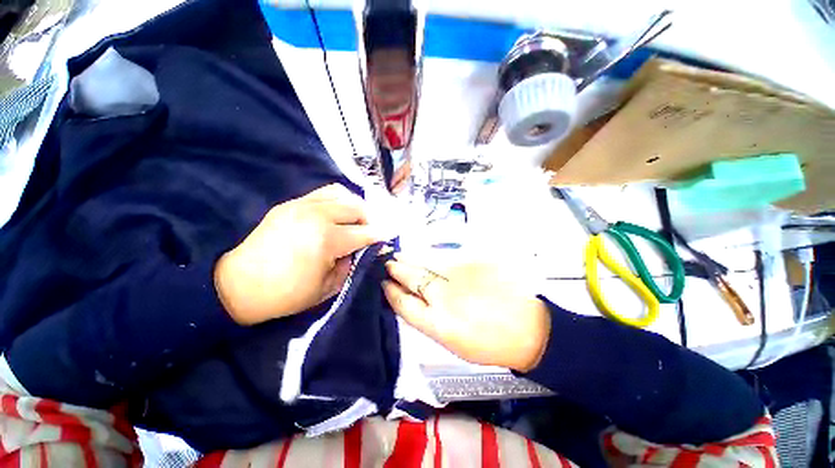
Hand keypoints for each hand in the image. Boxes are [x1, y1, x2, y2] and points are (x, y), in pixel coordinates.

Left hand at [215, 184, 381, 324]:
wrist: (238, 285)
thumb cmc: (286, 294)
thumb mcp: (329, 287)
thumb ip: (352, 264)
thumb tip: (364, 249)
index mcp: (327, 240)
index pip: (365, 233)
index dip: (381, 235)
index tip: (391, 235)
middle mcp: (317, 215)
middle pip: (357, 208)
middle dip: (370, 220)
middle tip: (369, 233)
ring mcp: (302, 205)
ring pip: (342, 194)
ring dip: (355, 207)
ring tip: (355, 221)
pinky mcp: (291, 203)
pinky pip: (323, 193)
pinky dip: (338, 200)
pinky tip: (337, 213)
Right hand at [383, 257, 550, 371]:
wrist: (528, 328)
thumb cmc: (488, 343)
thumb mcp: (451, 343)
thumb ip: (428, 321)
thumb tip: (411, 301)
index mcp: (438, 324)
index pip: (404, 304)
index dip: (391, 292)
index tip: (384, 284)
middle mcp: (445, 298)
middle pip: (413, 278)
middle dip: (397, 270)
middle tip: (388, 264)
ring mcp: (460, 276)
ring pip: (427, 263)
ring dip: (410, 259)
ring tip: (400, 256)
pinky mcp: (474, 263)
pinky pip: (445, 257)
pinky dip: (431, 256)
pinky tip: (425, 255)